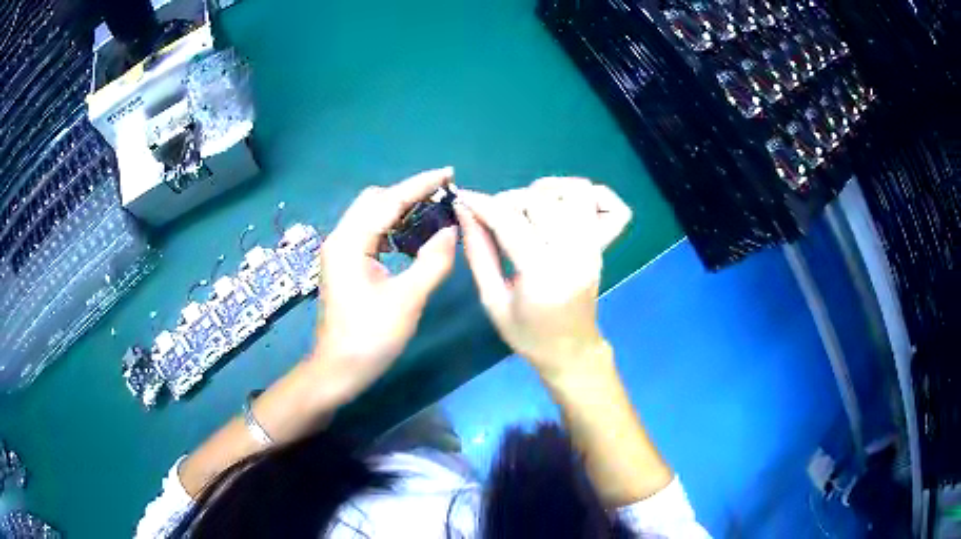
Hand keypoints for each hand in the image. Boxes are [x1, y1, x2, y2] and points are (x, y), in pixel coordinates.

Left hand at [312, 167, 457, 401]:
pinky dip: (392, 226)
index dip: (420, 185)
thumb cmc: (370, 338)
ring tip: (433, 211)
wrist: (338, 370)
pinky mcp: (344, 263)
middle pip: (375, 200)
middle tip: (443, 197)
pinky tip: (411, 236)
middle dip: (409, 193)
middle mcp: (341, 239)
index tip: (449, 173)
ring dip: (401, 209)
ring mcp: (340, 251)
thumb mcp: (407, 300)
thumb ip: (432, 262)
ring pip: (371, 215)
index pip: (388, 200)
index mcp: (350, 243)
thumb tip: (451, 231)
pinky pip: (370, 232)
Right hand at [455, 177, 630, 379]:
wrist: (571, 352)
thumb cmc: (528, 335)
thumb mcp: (492, 301)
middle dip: (509, 199)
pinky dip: (593, 195)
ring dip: (547, 190)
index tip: (464, 199)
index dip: (483, 204)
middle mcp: (575, 254)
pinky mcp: (604, 247)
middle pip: (542, 201)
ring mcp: (594, 248)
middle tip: (495, 215)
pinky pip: (614, 209)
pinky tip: (566, 205)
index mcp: (543, 275)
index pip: (511, 222)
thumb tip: (464, 212)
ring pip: (578, 192)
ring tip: (530, 206)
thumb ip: (478, 253)